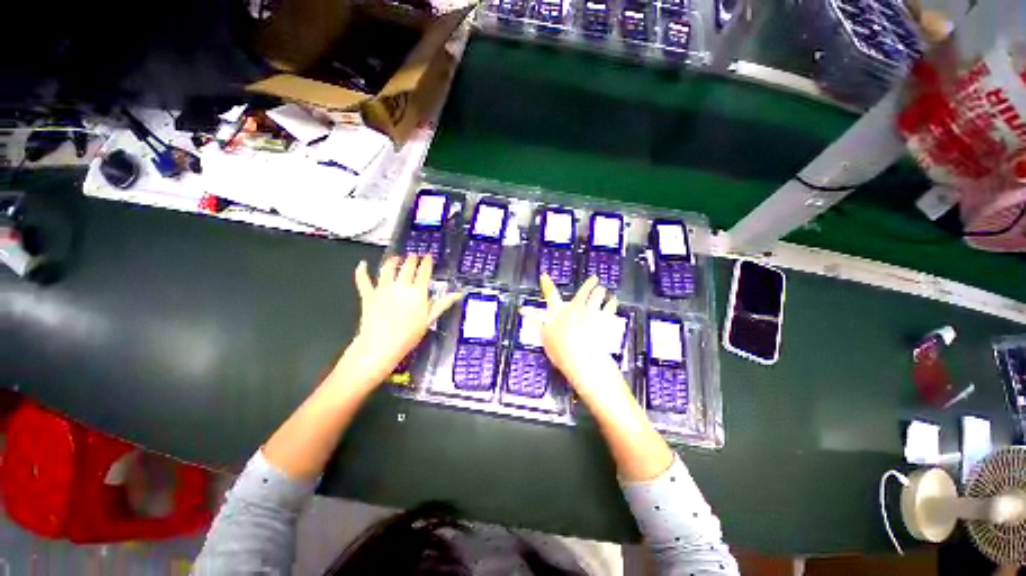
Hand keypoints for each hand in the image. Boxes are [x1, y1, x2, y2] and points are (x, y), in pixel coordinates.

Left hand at [341, 255, 461, 387]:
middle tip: (414, 255)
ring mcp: (383, 289)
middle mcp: (401, 286)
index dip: (427, 262)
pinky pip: (363, 280)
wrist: (381, 345)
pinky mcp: (368, 295)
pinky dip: (361, 271)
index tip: (428, 256)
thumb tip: (458, 294)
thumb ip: (442, 304)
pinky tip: (362, 264)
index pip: (424, 272)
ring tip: (396, 257)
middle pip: (407, 267)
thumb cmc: (409, 335)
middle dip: (412, 259)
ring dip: (392, 261)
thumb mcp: (429, 319)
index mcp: (417, 292)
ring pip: (387, 268)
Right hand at [538, 274, 621, 396]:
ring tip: (604, 289)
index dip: (546, 284)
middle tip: (594, 279)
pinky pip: (610, 308)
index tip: (544, 276)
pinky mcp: (604, 320)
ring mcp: (592, 312)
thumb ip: (535, 321)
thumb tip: (524, 312)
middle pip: (583, 291)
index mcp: (559, 311)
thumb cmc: (561, 349)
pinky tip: (613, 301)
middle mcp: (576, 308)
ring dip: (601, 291)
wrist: (582, 359)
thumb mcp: (544, 335)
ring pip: (598, 295)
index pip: (550, 294)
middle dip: (589, 283)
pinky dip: (612, 303)